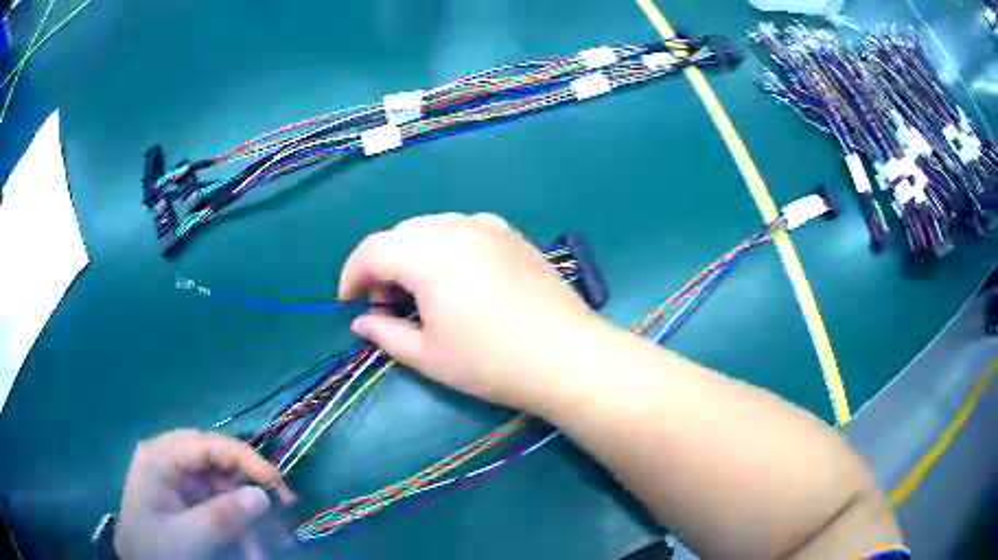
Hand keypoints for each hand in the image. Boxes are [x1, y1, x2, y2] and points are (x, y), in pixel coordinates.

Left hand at [114, 430, 293, 559]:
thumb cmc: (156, 548)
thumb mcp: (188, 537)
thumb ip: (223, 516)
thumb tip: (263, 495)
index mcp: (160, 458)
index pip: (206, 443)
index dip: (243, 457)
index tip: (276, 481)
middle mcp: (169, 460)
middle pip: (217, 463)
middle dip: (247, 490)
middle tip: (280, 508)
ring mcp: (177, 480)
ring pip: (222, 486)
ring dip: (244, 516)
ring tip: (260, 548)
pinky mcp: (185, 498)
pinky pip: (218, 504)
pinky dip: (236, 525)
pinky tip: (248, 549)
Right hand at [339, 213, 605, 410]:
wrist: (567, 357)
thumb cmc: (492, 362)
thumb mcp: (429, 355)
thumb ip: (385, 333)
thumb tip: (360, 322)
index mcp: (430, 252)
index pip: (373, 249)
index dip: (352, 275)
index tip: (347, 303)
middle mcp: (459, 227)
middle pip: (401, 234)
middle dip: (382, 266)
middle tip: (385, 306)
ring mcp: (491, 227)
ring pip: (432, 228)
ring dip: (412, 255)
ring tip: (418, 294)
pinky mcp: (513, 236)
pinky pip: (464, 230)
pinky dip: (444, 248)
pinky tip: (455, 279)